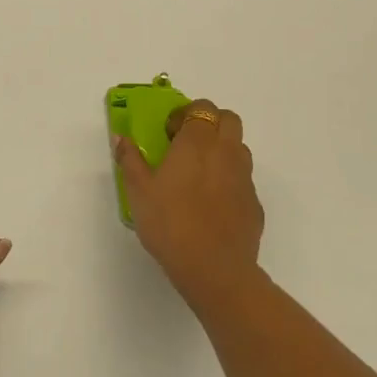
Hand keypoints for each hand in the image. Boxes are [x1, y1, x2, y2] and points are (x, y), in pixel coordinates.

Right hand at [114, 99, 262, 308]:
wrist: (215, 269)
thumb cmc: (170, 223)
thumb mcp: (138, 191)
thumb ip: (130, 160)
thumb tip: (120, 137)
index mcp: (197, 142)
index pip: (201, 107)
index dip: (186, 114)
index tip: (169, 133)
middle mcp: (226, 152)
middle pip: (228, 119)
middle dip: (210, 123)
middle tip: (188, 144)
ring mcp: (245, 178)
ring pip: (239, 148)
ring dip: (223, 149)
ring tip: (200, 173)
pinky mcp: (255, 204)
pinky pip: (244, 180)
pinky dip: (230, 181)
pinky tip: (213, 204)